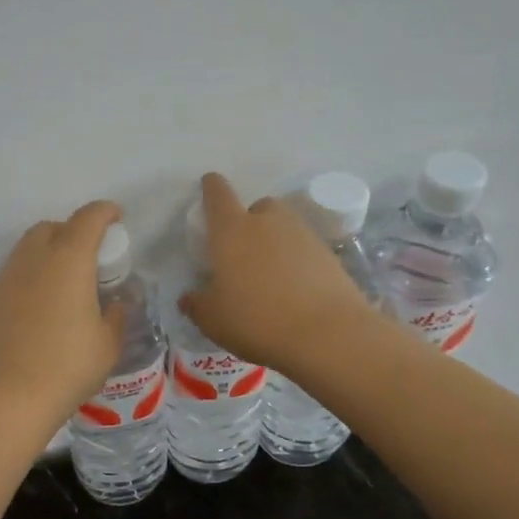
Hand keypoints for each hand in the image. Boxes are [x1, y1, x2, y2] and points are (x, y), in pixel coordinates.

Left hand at [0, 200, 127, 416]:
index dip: (105, 212)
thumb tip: (114, 305)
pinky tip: (44, 303)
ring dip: (50, 250)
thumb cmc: (68, 365)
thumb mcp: (107, 344)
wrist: (9, 395)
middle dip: (73, 230)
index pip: (88, 218)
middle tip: (91, 255)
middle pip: (52, 227)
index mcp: (69, 259)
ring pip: (29, 247)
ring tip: (67, 280)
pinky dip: (33, 273)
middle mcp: (35, 258)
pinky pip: (17, 272)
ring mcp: (8, 278)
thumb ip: (116, 316)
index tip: (117, 218)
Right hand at [179, 172, 373, 373]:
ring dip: (275, 239)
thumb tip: (189, 298)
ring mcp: (303, 235)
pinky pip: (305, 249)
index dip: (211, 187)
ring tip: (270, 272)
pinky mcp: (329, 255)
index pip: (218, 195)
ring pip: (285, 226)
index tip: (209, 184)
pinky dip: (298, 261)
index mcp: (232, 230)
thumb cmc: (256, 320)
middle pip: (258, 206)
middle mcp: (268, 223)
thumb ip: (197, 305)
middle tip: (243, 250)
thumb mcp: (213, 320)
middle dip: (250, 219)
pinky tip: (295, 289)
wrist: (327, 334)